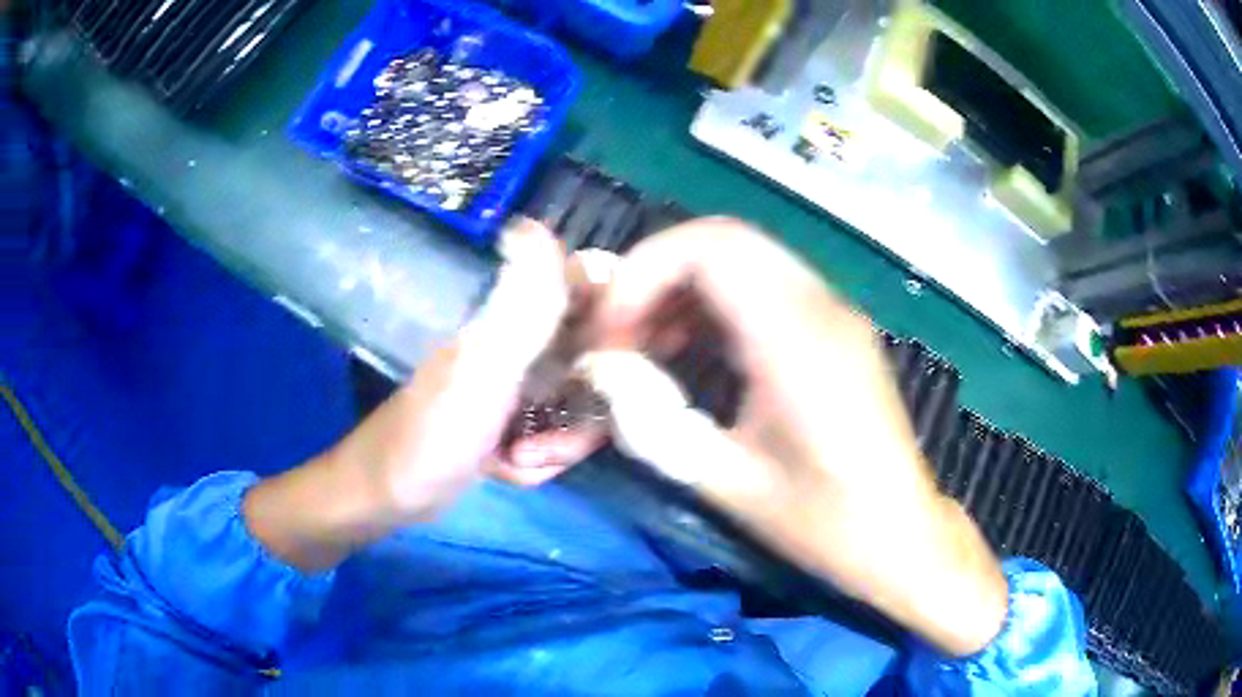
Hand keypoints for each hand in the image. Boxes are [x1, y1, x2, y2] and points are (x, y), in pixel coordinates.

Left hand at [243, 219, 596, 569]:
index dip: (617, 331)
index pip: (592, 292)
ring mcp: (517, 383)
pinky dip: (539, 460)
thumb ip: (523, 306)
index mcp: (518, 318)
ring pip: (578, 405)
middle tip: (543, 444)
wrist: (386, 494)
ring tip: (517, 460)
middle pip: (596, 361)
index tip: (614, 377)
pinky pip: (555, 433)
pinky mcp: (511, 419)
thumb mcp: (484, 369)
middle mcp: (523, 343)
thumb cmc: (431, 435)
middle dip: (581, 415)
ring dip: (559, 443)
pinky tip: (505, 469)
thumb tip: (533, 222)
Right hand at [582, 217, 1006, 656]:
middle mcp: (822, 306)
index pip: (711, 248)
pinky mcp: (837, 328)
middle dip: (656, 276)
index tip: (610, 334)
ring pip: (744, 257)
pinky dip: (716, 303)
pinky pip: (765, 285)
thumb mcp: (728, 483)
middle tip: (621, 335)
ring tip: (648, 347)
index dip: (643, 274)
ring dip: (685, 288)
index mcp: (798, 340)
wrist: (901, 535)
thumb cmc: (823, 522)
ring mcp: (835, 312)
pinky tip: (694, 354)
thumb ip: (653, 421)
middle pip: (724, 239)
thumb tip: (600, 372)